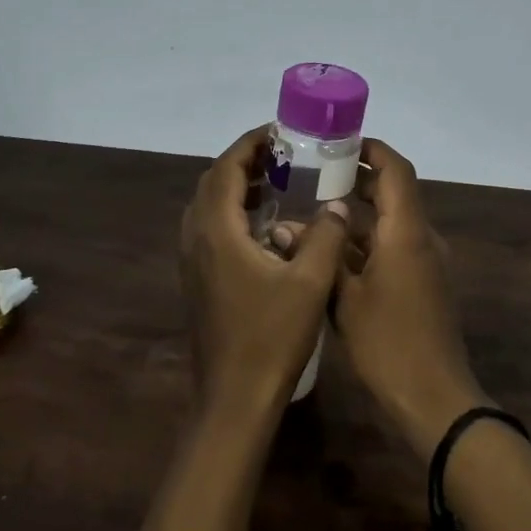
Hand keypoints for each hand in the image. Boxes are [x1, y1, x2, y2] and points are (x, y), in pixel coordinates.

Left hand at [180, 126, 350, 419]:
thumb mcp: (310, 282)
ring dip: (239, 187)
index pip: (227, 168)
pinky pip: (211, 228)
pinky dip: (234, 212)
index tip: (281, 132)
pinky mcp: (198, 279)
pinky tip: (267, 226)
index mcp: (218, 231)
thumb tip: (337, 204)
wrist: (234, 398)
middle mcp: (197, 239)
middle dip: (246, 161)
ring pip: (209, 206)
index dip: (252, 144)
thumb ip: (327, 235)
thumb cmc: (271, 337)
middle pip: (214, 182)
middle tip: (284, 154)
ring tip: (278, 181)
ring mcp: (193, 261)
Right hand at [333, 139, 487, 454]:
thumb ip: (319, 256)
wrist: (434, 398)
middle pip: (393, 192)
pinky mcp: (423, 284)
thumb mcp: (343, 299)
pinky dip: (367, 243)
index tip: (339, 142)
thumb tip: (286, 227)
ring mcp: (425, 263)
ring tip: (314, 212)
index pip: (396, 170)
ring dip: (358, 215)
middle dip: (358, 180)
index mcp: (406, 232)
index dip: (372, 149)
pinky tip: (332, 254)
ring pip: (390, 223)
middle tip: (316, 175)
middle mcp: (422, 238)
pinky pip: (394, 247)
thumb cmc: (388, 344)